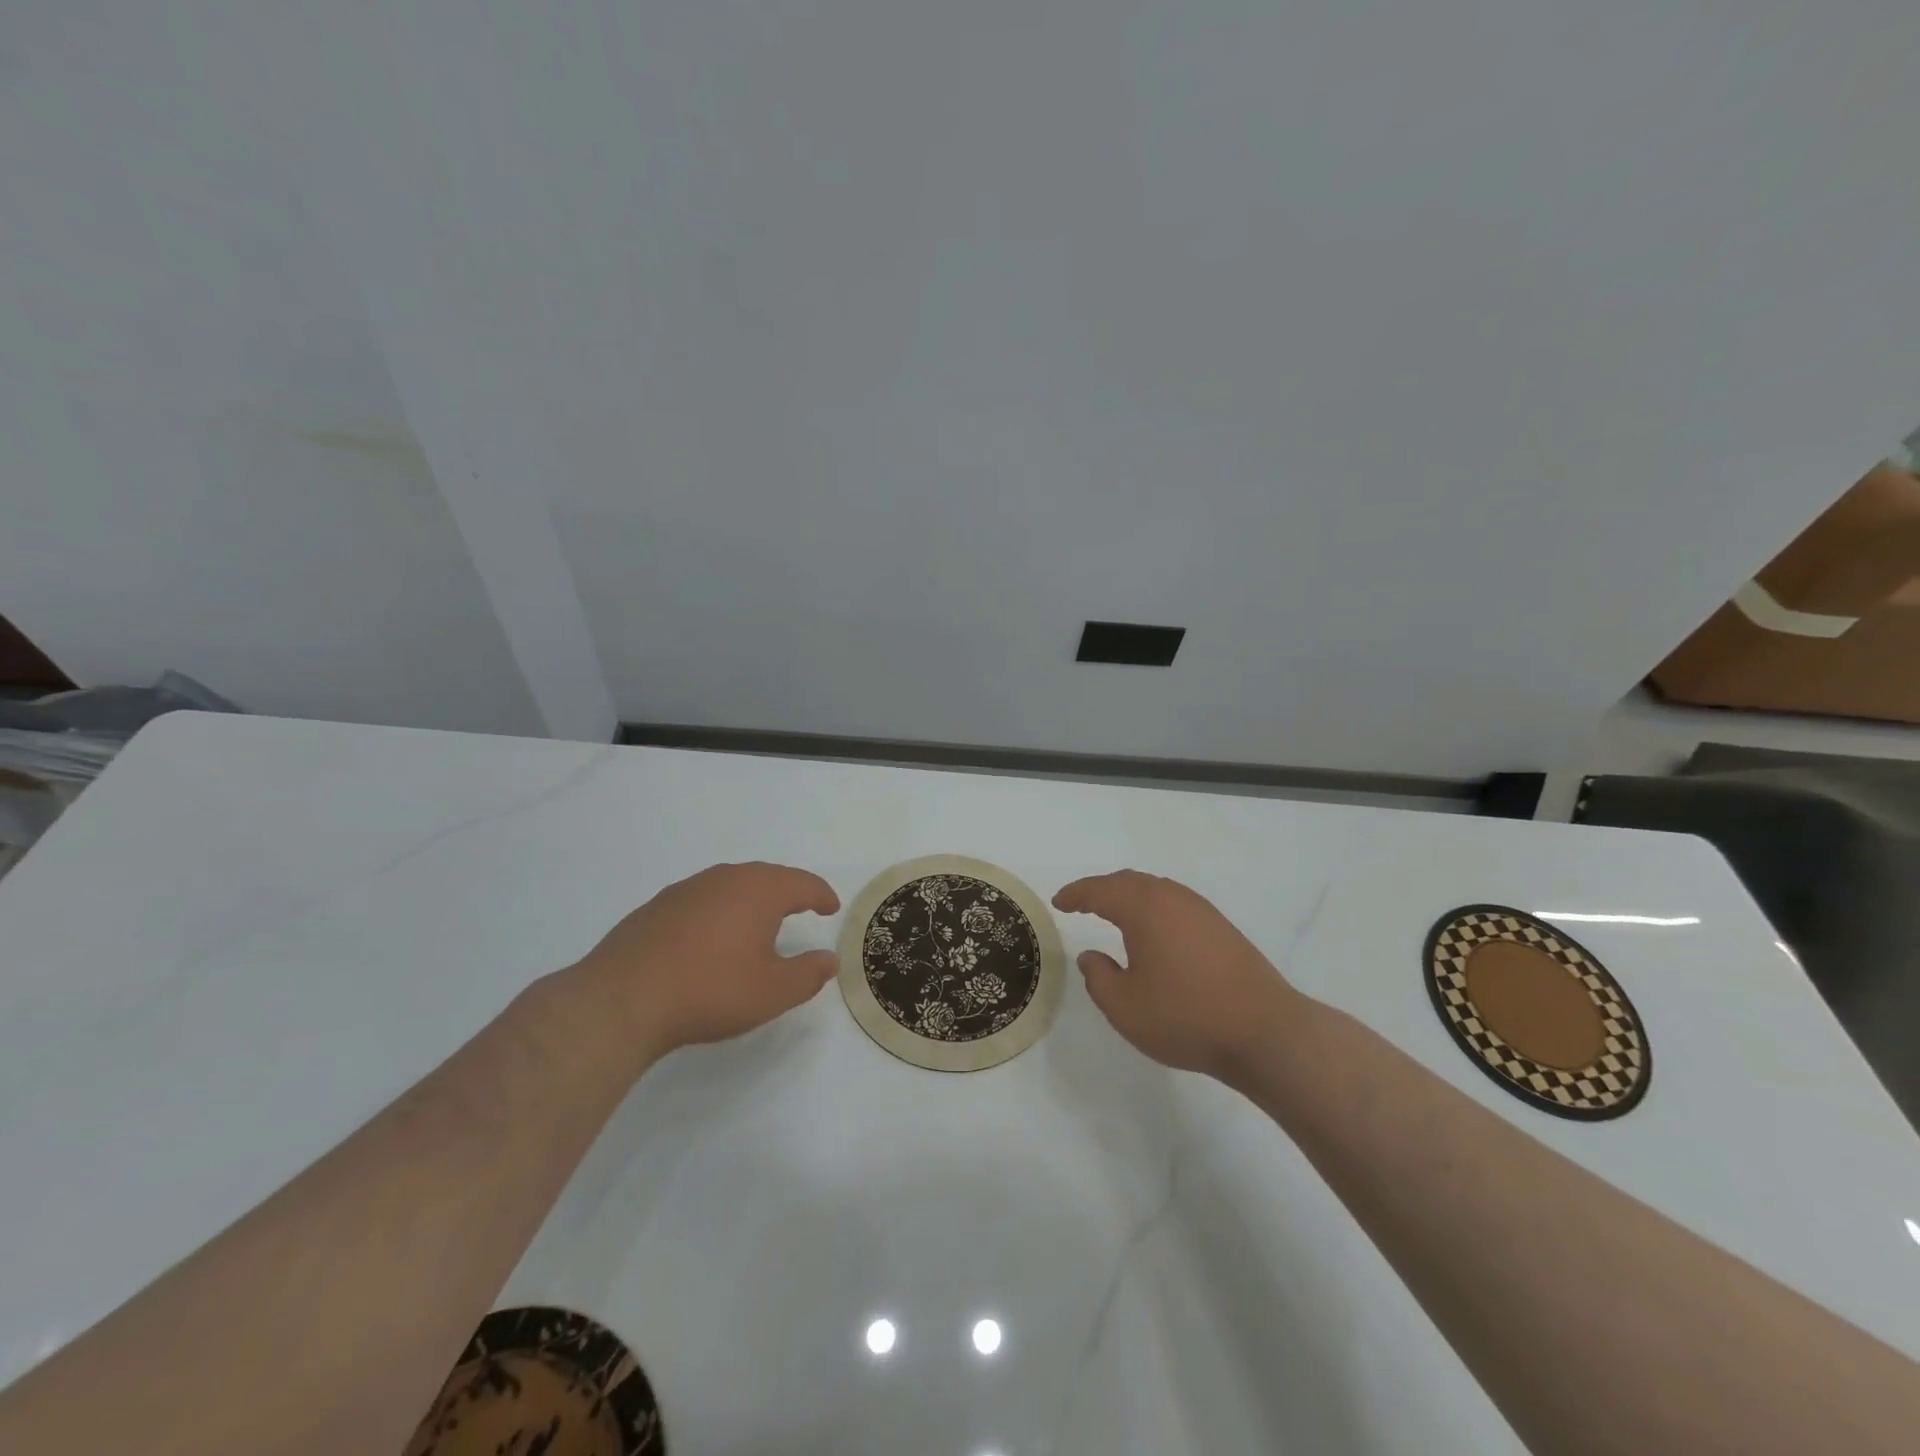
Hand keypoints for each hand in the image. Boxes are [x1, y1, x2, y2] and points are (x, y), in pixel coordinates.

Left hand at [569, 862, 840, 1062]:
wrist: (623, 999)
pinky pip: (703, 899)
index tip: (831, 907)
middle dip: (788, 890)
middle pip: (767, 877)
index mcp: (760, 891)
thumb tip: (829, 959)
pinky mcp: (657, 906)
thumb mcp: (773, 992)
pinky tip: (713, 934)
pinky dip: (719, 910)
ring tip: (760, 919)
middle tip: (802, 906)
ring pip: (731, 885)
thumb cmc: (711, 990)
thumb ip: (808, 974)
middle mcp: (725, 878)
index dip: (821, 895)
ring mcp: (687, 889)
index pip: (802, 884)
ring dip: (751, 899)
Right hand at [1052, 870, 1305, 1085]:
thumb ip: (1099, 978)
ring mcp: (1202, 911)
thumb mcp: (1125, 1007)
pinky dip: (1153, 907)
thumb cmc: (1186, 1017)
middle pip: (1129, 882)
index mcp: (1144, 909)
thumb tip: (1091, 955)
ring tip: (1113, 912)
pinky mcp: (1222, 927)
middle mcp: (1172, 899)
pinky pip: (1175, 903)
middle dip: (1101, 889)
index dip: (1076, 894)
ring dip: (1129, 895)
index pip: (1100, 891)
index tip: (1058, 901)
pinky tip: (1153, 930)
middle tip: (1081, 902)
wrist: (1265, 1031)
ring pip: (1155, 889)